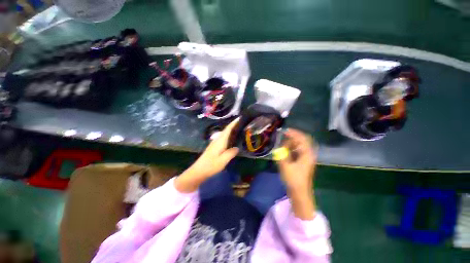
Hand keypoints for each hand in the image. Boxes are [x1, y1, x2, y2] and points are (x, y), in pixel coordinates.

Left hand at [175, 118, 239, 192]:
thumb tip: (237, 148)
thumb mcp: (223, 160)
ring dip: (230, 131)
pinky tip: (231, 140)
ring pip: (224, 134)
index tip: (239, 117)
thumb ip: (231, 153)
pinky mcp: (214, 147)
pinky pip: (222, 138)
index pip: (228, 129)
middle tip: (242, 124)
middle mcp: (217, 140)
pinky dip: (228, 136)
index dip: (233, 123)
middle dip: (233, 126)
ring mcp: (214, 143)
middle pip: (226, 130)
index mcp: (220, 141)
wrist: (198, 171)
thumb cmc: (211, 165)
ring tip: (238, 131)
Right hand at [277, 129, 317, 219]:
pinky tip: (285, 152)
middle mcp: (308, 154)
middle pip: (302, 141)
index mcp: (307, 154)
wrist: (300, 193)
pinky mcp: (303, 162)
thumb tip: (280, 146)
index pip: (302, 138)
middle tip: (282, 138)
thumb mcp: (285, 165)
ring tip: (283, 146)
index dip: (294, 133)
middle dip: (292, 138)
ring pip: (299, 146)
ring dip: (291, 144)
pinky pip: (297, 151)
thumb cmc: (293, 179)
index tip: (284, 131)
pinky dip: (291, 149)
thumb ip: (282, 153)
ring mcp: (306, 158)